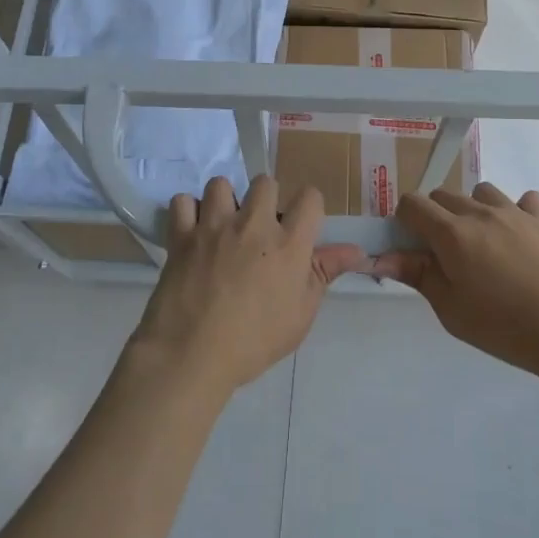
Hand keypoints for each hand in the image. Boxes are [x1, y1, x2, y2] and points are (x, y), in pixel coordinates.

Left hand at [131, 175, 364, 399]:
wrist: (193, 355)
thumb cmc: (255, 341)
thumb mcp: (301, 314)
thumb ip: (325, 273)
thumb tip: (357, 251)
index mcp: (289, 243)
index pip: (310, 197)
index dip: (308, 207)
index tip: (300, 225)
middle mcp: (254, 225)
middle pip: (265, 182)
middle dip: (265, 199)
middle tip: (258, 227)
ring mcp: (215, 226)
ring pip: (221, 184)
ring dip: (224, 201)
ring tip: (222, 225)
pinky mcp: (182, 235)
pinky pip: (182, 201)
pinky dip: (187, 213)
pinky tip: (192, 232)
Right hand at [369, 183, 538, 378]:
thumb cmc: (504, 326)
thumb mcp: (451, 310)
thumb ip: (418, 275)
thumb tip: (382, 256)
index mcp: (451, 233)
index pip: (412, 204)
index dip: (404, 222)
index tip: (412, 248)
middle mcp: (480, 212)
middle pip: (443, 194)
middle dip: (435, 217)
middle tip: (446, 255)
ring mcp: (516, 212)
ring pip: (481, 192)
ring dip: (473, 210)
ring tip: (483, 244)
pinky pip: (525, 200)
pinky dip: (517, 211)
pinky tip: (521, 237)